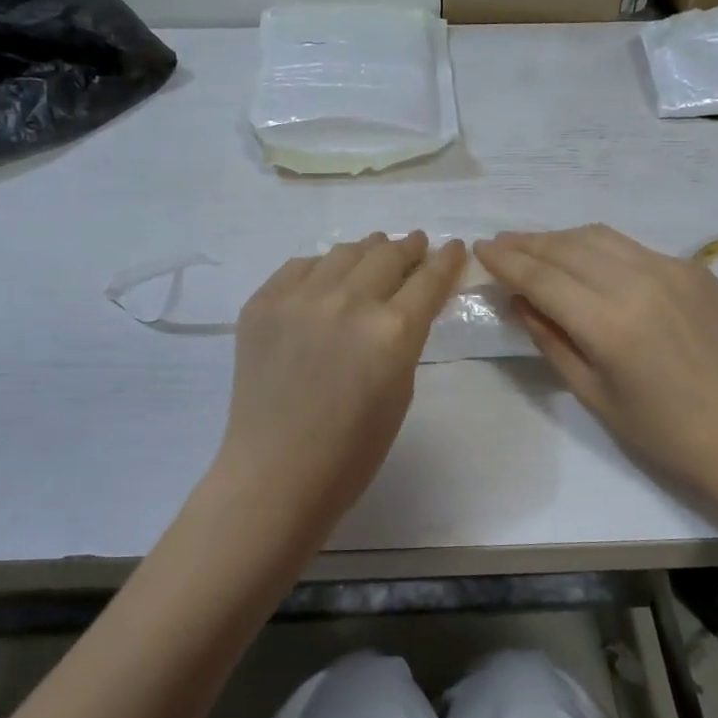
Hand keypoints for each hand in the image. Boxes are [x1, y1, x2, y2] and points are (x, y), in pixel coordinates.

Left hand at [203, 232, 465, 550]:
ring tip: (373, 253)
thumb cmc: (352, 450)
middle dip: (408, 247)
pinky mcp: (263, 302)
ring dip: (367, 251)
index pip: (429, 279)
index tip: (454, 247)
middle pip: (388, 254)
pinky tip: (326, 278)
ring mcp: (300, 298)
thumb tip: (405, 304)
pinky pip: (300, 267)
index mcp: (392, 330)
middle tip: (415, 245)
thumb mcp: (401, 390)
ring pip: (343, 252)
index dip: (447, 259)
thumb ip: (407, 338)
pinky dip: (321, 268)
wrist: (276, 472)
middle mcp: (348, 301)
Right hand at [476, 226, 717, 516]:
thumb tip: (519, 301)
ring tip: (534, 247)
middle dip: (527, 243)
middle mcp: (639, 281)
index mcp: (609, 323)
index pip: (542, 277)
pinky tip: (585, 261)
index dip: (506, 261)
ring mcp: (672, 269)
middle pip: (567, 247)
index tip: (479, 249)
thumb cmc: (665, 434)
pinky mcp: (694, 269)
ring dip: (560, 238)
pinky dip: (597, 247)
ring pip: (599, 237)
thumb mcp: (593, 394)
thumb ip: (551, 340)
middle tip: (499, 244)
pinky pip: (632, 247)